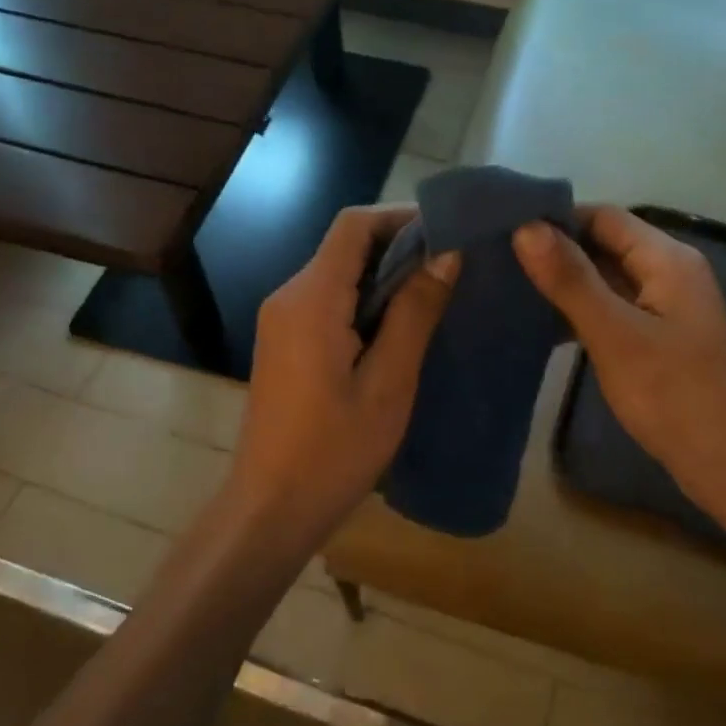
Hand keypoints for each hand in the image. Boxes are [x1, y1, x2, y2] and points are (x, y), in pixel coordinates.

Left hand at [231, 205, 458, 539]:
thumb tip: (446, 254)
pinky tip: (401, 325)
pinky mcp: (286, 342)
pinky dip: (366, 300)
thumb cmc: (334, 450)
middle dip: (400, 246)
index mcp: (311, 298)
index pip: (353, 226)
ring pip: (339, 273)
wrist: (271, 508)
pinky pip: (329, 301)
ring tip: (438, 292)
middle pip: (345, 246)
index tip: (448, 231)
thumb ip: (415, 312)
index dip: (400, 217)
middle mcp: (289, 297)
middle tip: (454, 265)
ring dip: (385, 276)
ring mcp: (282, 320)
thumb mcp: (389, 382)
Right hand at [513, 207, 725, 530]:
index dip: (556, 220)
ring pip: (607, 279)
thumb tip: (525, 226)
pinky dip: (582, 312)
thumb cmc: (674, 396)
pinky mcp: (661, 338)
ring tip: (511, 291)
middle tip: (499, 263)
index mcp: (667, 259)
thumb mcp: (615, 334)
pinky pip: (614, 309)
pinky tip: (544, 327)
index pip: (603, 216)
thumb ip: (570, 280)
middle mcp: (670, 272)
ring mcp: (667, 307)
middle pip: (606, 244)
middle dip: (556, 252)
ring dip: (566, 284)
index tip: (505, 233)